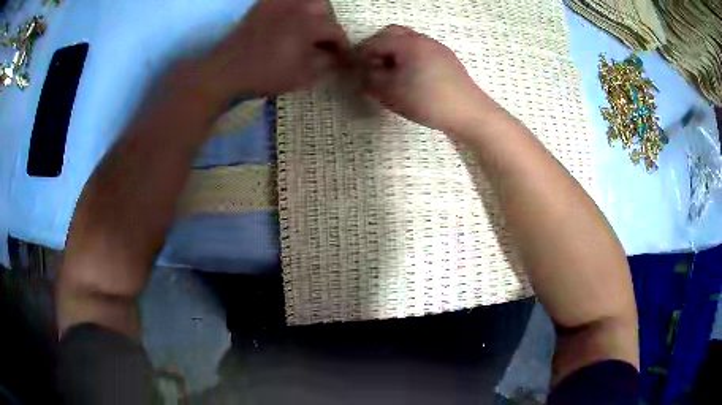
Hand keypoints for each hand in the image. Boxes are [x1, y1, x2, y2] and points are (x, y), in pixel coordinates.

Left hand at [198, 0, 349, 103]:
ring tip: (304, 30)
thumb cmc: (266, 75)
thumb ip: (325, 63)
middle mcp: (295, 8)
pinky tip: (286, 20)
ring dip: (310, 13)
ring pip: (305, 0)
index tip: (341, 56)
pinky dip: (291, 7)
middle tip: (320, 41)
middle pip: (323, 8)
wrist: (227, 71)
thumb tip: (336, 57)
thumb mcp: (302, 76)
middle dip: (326, 24)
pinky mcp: (262, 6)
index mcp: (307, 25)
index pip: (335, 30)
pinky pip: (282, 0)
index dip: (342, 44)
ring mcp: (276, 4)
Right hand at [358, 25, 489, 132]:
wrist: (469, 113)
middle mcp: (423, 39)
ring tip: (392, 74)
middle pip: (393, 34)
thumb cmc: (426, 101)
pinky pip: (422, 51)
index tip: (355, 68)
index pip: (376, 41)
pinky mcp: (448, 60)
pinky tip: (412, 77)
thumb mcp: (390, 92)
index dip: (362, 53)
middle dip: (379, 47)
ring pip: (409, 41)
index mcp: (408, 43)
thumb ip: (370, 79)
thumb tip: (363, 71)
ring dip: (395, 52)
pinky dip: (410, 58)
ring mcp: (438, 48)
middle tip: (373, 66)